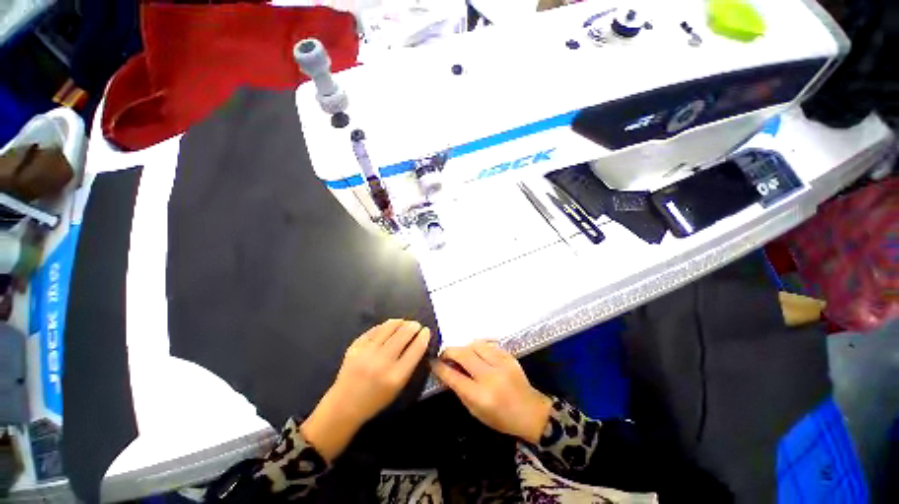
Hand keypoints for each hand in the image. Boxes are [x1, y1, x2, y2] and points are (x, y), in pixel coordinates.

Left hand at [301, 320, 430, 460]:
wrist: (344, 406)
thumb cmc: (376, 399)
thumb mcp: (398, 387)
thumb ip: (409, 364)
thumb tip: (418, 341)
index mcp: (396, 376)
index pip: (416, 349)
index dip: (424, 336)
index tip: (426, 331)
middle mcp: (382, 362)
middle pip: (403, 334)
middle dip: (413, 326)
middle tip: (416, 325)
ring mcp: (366, 352)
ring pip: (389, 327)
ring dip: (400, 322)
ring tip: (404, 322)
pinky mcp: (355, 346)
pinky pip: (374, 330)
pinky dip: (384, 326)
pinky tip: (388, 327)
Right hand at [431, 341, 551, 443]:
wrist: (530, 411)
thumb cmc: (501, 418)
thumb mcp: (476, 411)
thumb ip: (460, 390)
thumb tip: (447, 371)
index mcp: (480, 396)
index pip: (454, 377)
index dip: (440, 367)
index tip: (432, 362)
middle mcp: (490, 377)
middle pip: (463, 354)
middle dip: (449, 351)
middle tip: (444, 354)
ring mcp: (501, 364)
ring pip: (475, 345)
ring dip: (464, 348)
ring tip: (462, 354)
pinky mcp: (509, 356)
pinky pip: (488, 345)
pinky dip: (479, 347)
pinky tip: (477, 353)